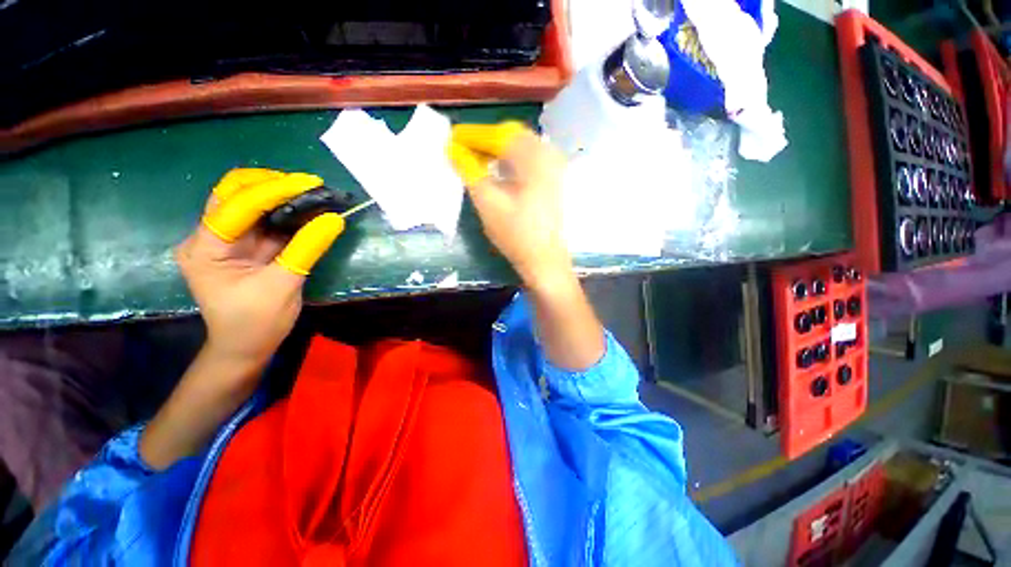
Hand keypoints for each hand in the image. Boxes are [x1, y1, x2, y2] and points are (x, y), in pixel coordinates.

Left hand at [176, 168, 343, 371]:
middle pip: (235, 193)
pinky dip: (287, 211)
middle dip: (272, 184)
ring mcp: (227, 239)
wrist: (246, 346)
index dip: (273, 191)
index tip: (310, 184)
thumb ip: (306, 249)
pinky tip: (308, 209)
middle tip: (309, 186)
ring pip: (250, 201)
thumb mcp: (283, 285)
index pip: (236, 205)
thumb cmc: (257, 322)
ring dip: (281, 194)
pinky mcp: (245, 244)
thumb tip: (334, 219)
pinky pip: (265, 219)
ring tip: (314, 193)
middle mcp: (210, 236)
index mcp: (205, 248)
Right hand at [447, 122, 571, 290]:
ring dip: (498, 150)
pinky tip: (498, 171)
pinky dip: (510, 160)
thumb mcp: (487, 202)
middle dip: (486, 140)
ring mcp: (554, 168)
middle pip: (513, 135)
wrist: (545, 260)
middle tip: (464, 150)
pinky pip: (528, 159)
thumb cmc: (516, 234)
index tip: (452, 138)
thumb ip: (469, 171)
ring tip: (477, 161)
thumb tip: (452, 149)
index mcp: (534, 158)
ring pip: (521, 146)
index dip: (473, 135)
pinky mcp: (553, 181)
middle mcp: (548, 156)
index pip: (499, 134)